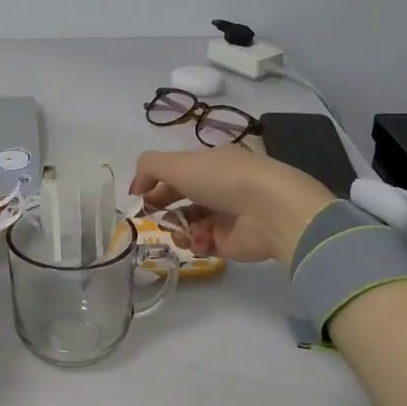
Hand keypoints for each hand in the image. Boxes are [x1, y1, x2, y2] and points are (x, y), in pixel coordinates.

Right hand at [129, 145, 334, 266]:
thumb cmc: (223, 179)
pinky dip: (196, 242)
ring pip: (190, 223)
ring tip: (177, 231)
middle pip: (183, 197)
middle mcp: (221, 186)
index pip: (179, 170)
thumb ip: (149, 168)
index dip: (156, 181)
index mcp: (212, 162)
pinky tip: (198, 240)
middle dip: (163, 206)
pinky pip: (204, 243)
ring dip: (177, 227)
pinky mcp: (231, 242)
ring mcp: (227, 215)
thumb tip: (137, 187)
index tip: (140, 195)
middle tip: (151, 214)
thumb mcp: (178, 163)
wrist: (269, 211)